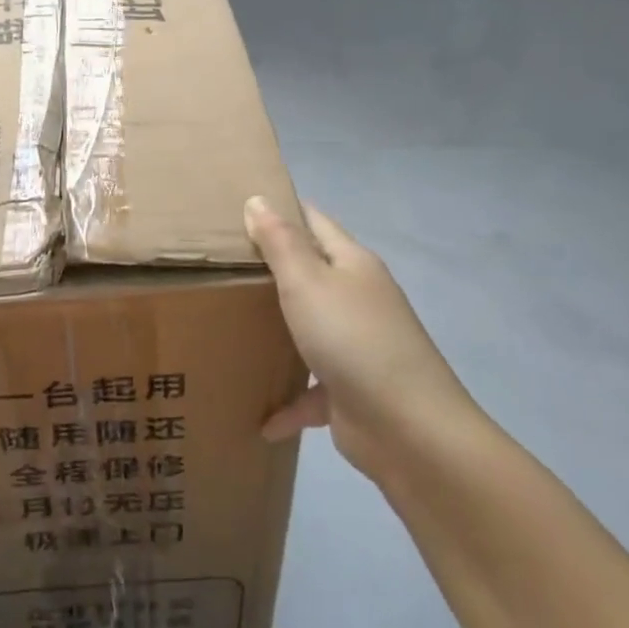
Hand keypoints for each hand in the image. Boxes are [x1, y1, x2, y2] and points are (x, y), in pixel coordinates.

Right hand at [246, 197, 478, 483]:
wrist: (408, 428)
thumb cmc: (352, 339)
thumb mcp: (307, 282)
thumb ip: (280, 242)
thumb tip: (258, 199)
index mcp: (352, 264)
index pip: (314, 222)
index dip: (282, 210)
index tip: (239, 207)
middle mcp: (357, 298)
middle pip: (310, 273)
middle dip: (271, 269)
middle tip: (220, 264)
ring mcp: (357, 345)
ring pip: (309, 329)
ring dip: (278, 331)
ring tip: (231, 326)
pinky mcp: (351, 390)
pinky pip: (312, 390)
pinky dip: (288, 401)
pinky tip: (259, 419)